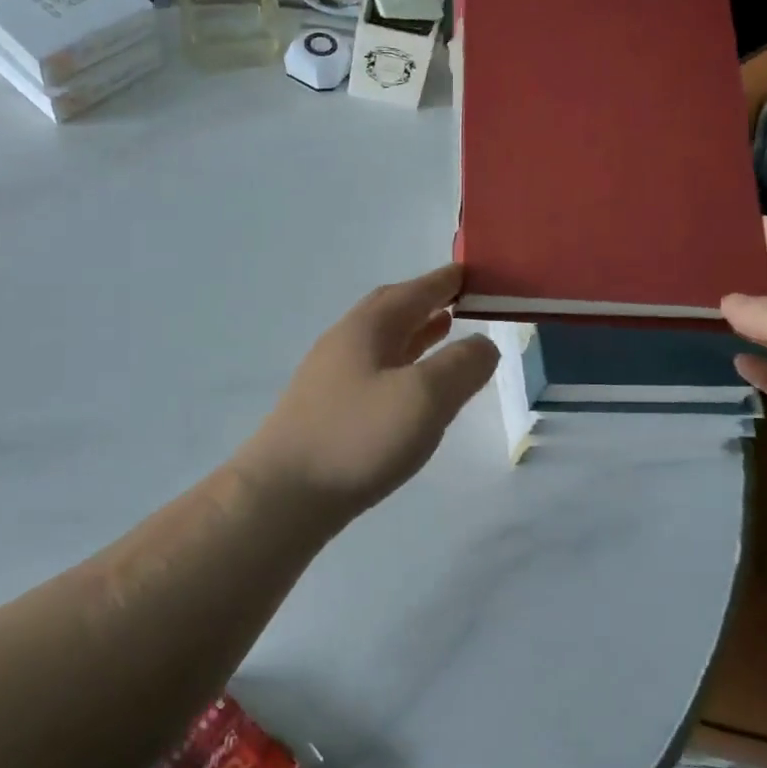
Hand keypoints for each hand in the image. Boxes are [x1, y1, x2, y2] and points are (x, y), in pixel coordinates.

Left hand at [231, 264, 499, 533]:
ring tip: (446, 332)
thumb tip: (483, 345)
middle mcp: (345, 342)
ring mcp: (331, 377)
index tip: (472, 273)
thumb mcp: (424, 397)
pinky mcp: (327, 409)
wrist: (284, 494)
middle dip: (427, 302)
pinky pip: (375, 371)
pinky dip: (402, 365)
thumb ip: (461, 366)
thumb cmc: (358, 437)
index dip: (445, 281)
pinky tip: (412, 388)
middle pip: (392, 311)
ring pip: (382, 342)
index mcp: (367, 328)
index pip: (413, 291)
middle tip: (461, 301)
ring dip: (415, 333)